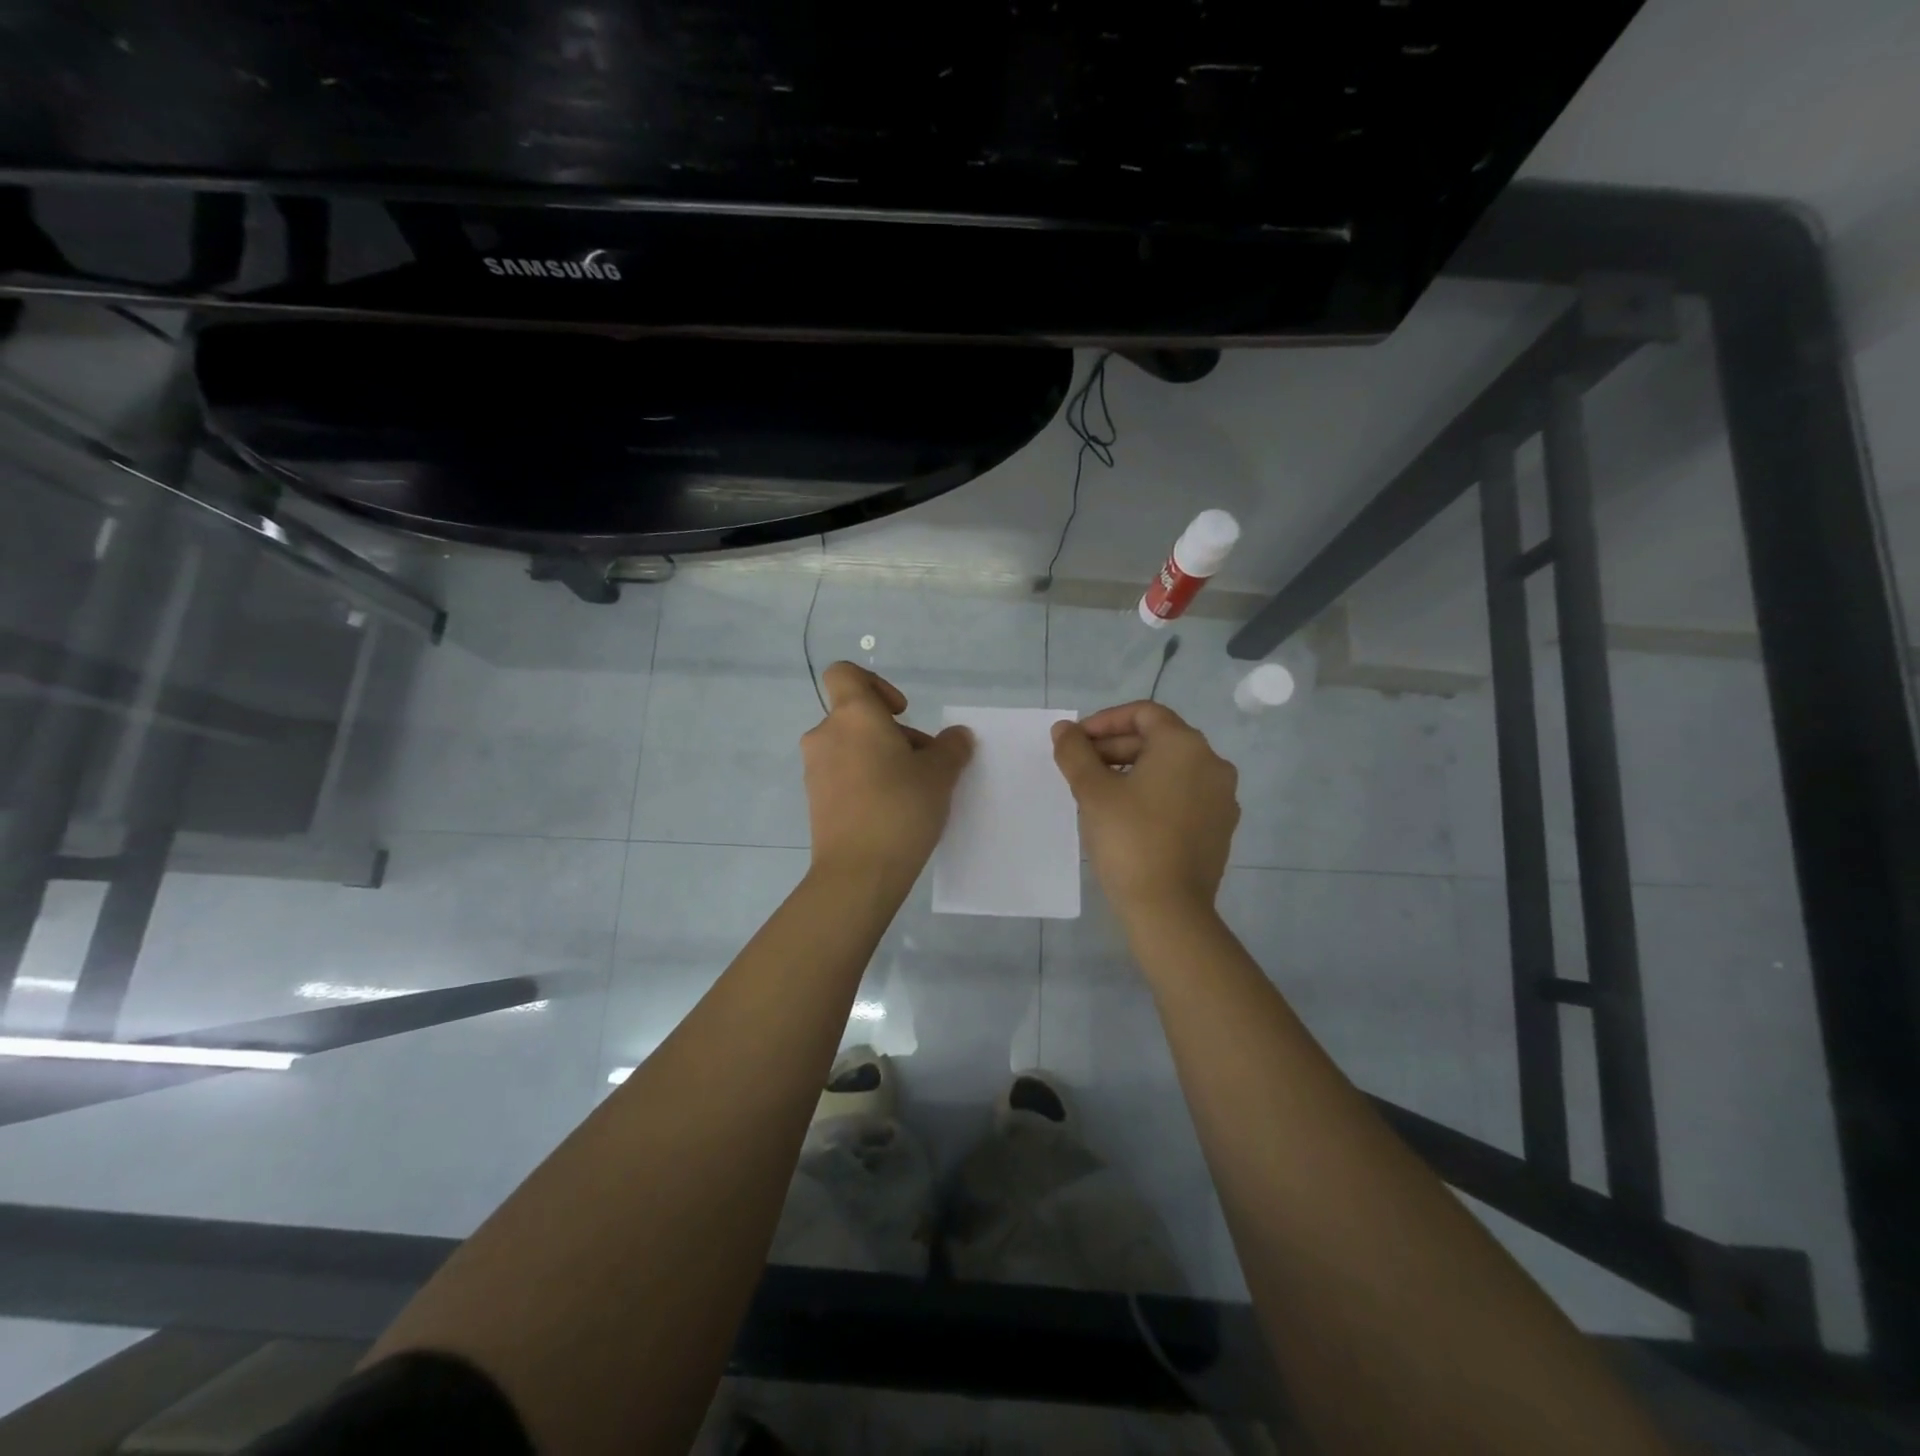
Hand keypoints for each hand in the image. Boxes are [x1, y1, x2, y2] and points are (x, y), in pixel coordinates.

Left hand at [801, 662, 973, 887]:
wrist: (858, 873)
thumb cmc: (900, 808)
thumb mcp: (940, 774)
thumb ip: (951, 747)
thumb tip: (956, 736)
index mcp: (853, 715)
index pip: (845, 673)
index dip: (875, 683)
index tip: (901, 712)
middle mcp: (827, 735)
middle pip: (858, 716)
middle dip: (893, 733)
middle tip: (925, 765)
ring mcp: (816, 769)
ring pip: (852, 748)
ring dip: (881, 758)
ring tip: (913, 791)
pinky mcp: (815, 800)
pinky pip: (843, 776)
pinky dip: (865, 781)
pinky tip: (892, 811)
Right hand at [1051, 701, 1238, 924]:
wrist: (1169, 909)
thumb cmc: (1129, 840)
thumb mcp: (1092, 791)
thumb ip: (1075, 752)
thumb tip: (1063, 729)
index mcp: (1185, 746)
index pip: (1143, 713)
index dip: (1104, 721)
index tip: (1076, 742)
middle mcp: (1212, 764)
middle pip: (1158, 740)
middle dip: (1115, 748)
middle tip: (1080, 768)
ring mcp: (1221, 798)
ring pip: (1171, 769)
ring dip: (1132, 771)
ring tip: (1098, 793)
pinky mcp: (1220, 828)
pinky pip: (1183, 795)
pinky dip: (1154, 794)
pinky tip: (1126, 817)